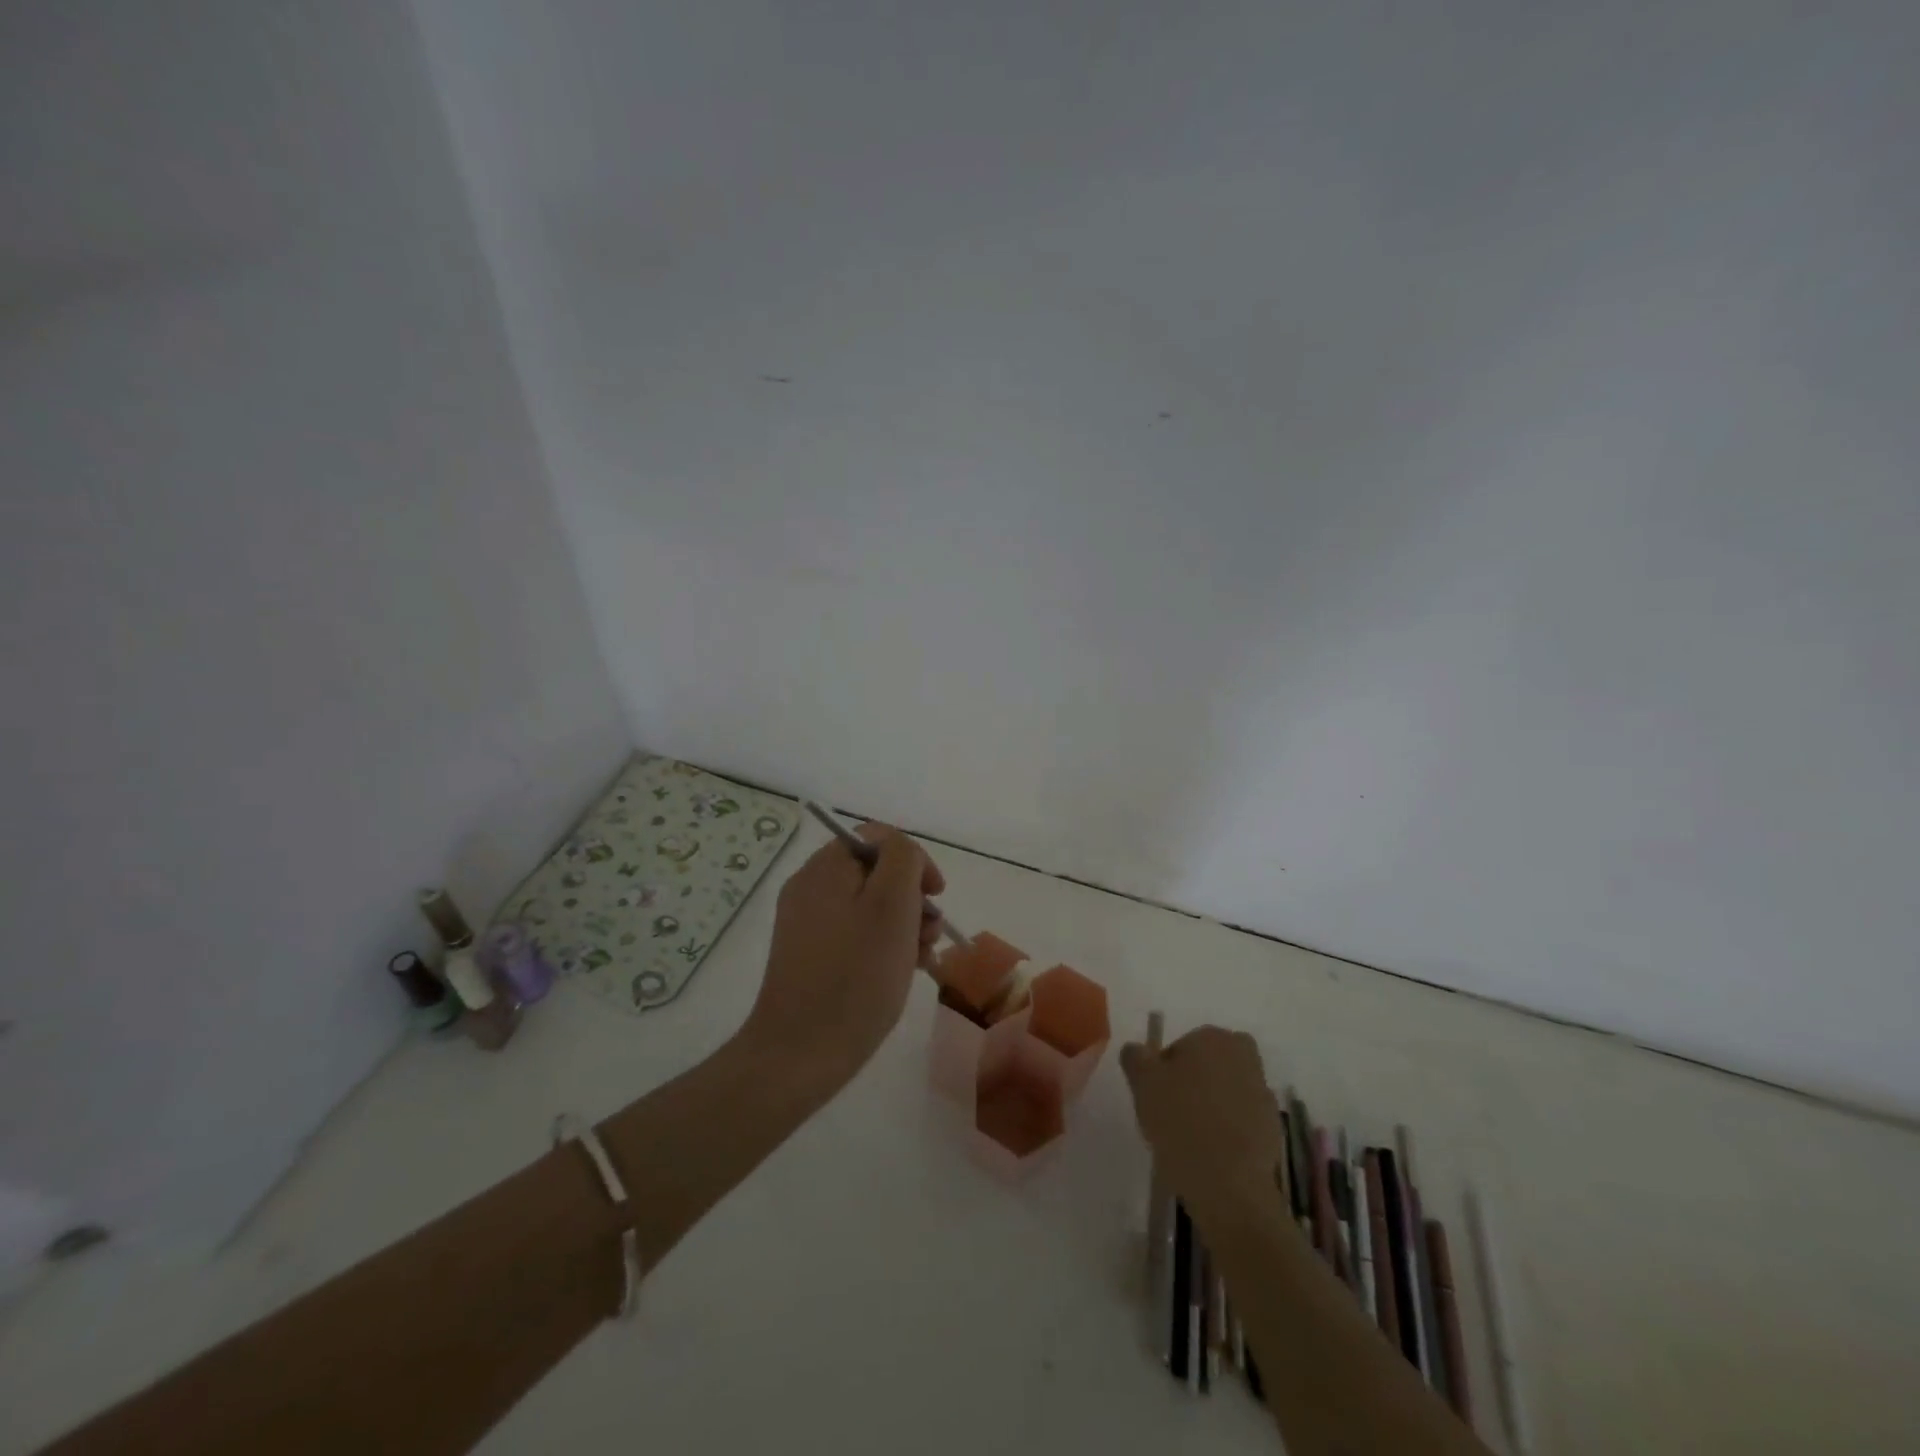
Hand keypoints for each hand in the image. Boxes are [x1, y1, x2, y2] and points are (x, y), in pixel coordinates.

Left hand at [741, 823, 946, 1094]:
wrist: (800, 1054)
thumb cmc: (856, 975)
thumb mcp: (892, 905)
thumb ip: (903, 860)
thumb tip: (902, 854)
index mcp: (825, 867)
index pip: (878, 838)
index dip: (914, 860)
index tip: (937, 896)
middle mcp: (810, 887)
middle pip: (875, 873)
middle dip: (911, 898)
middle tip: (930, 935)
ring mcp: (806, 923)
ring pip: (868, 906)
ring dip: (903, 925)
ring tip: (921, 959)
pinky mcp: (808, 956)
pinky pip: (854, 934)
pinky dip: (882, 946)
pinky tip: (901, 973)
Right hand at [1121, 1026, 1284, 1204]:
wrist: (1229, 1185)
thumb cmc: (1181, 1122)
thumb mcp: (1142, 1084)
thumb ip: (1136, 1058)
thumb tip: (1137, 1050)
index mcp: (1212, 1038)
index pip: (1182, 1045)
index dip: (1165, 1069)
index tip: (1157, 1096)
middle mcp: (1243, 1056)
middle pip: (1210, 1064)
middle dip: (1195, 1081)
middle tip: (1174, 1111)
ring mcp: (1262, 1092)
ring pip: (1228, 1089)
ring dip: (1214, 1104)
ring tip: (1192, 1136)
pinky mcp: (1274, 1127)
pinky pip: (1243, 1118)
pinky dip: (1230, 1129)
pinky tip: (1213, 1152)